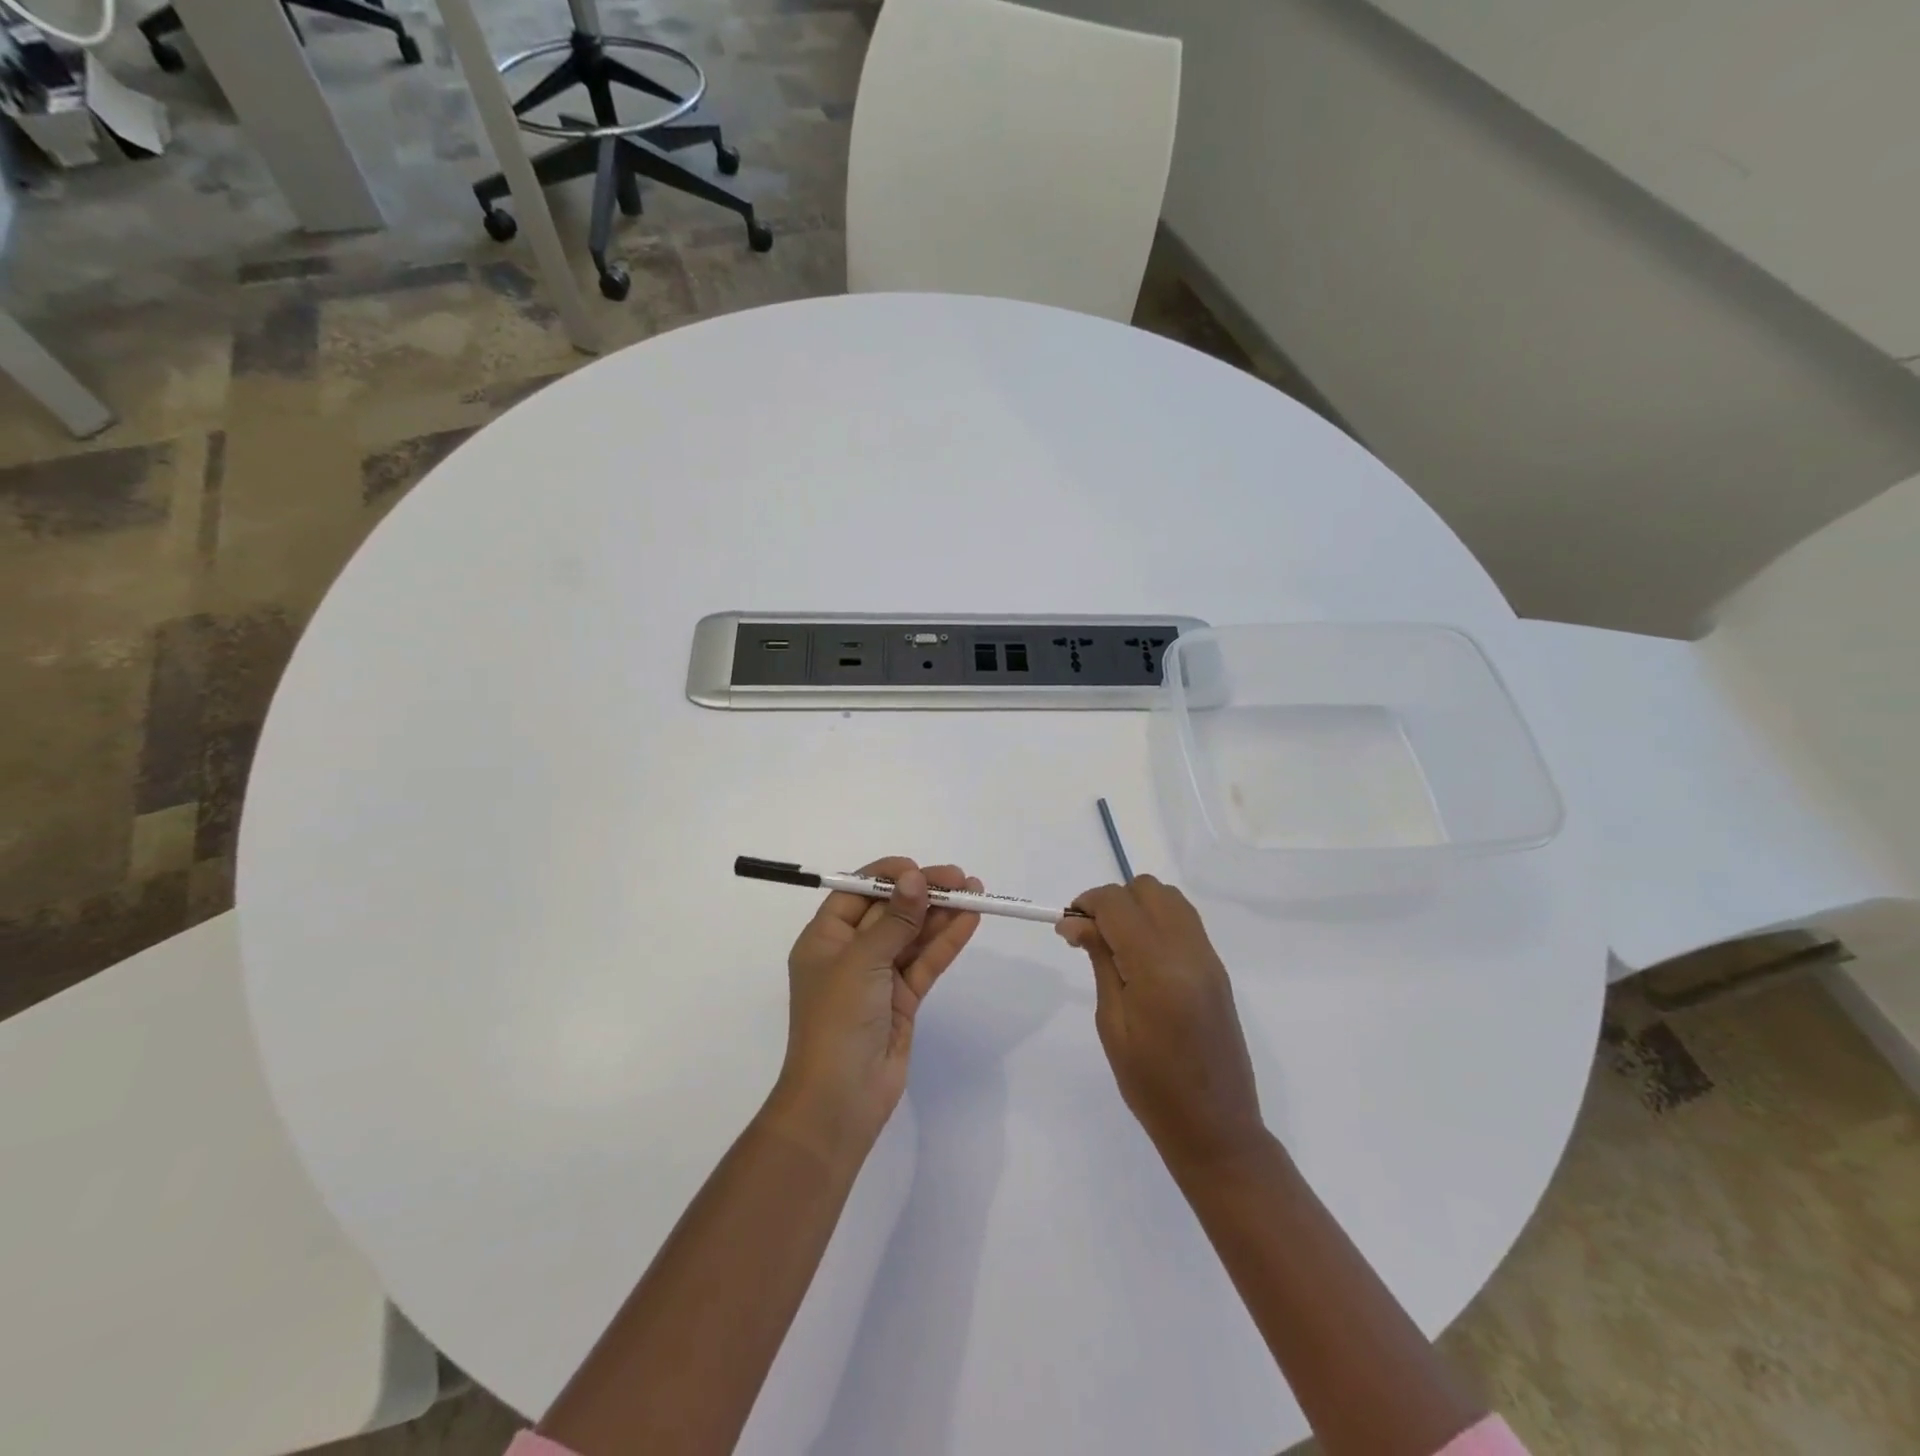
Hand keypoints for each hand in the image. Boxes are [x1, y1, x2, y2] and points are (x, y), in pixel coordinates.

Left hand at [770, 858, 981, 1158]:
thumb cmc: (837, 1020)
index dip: (887, 877)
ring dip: (940, 914)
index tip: (919, 869)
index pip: (856, 893)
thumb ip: (894, 919)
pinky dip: (946, 942)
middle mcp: (850, 953)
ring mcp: (878, 977)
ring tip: (974, 892)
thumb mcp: (862, 961)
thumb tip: (916, 878)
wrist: (839, 1101)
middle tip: (960, 879)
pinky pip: (925, 962)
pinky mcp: (902, 1000)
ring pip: (912, 935)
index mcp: (824, 939)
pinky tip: (969, 921)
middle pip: (889, 911)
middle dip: (922, 893)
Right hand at [1057, 876, 1266, 1175]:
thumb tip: (1076, 922)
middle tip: (1091, 936)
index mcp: (1158, 967)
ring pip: (1169, 898)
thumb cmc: (1151, 1086)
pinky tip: (1142, 957)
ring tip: (1116, 944)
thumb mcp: (1112, 1024)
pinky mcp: (1217, 969)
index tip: (1067, 928)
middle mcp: (1189, 951)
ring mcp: (1209, 958)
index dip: (1087, 904)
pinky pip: (1185, 921)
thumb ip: (1101, 961)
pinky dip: (1158, 921)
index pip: (1118, 903)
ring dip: (1137, 907)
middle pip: (1147, 889)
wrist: (1216, 1128)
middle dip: (1113, 900)